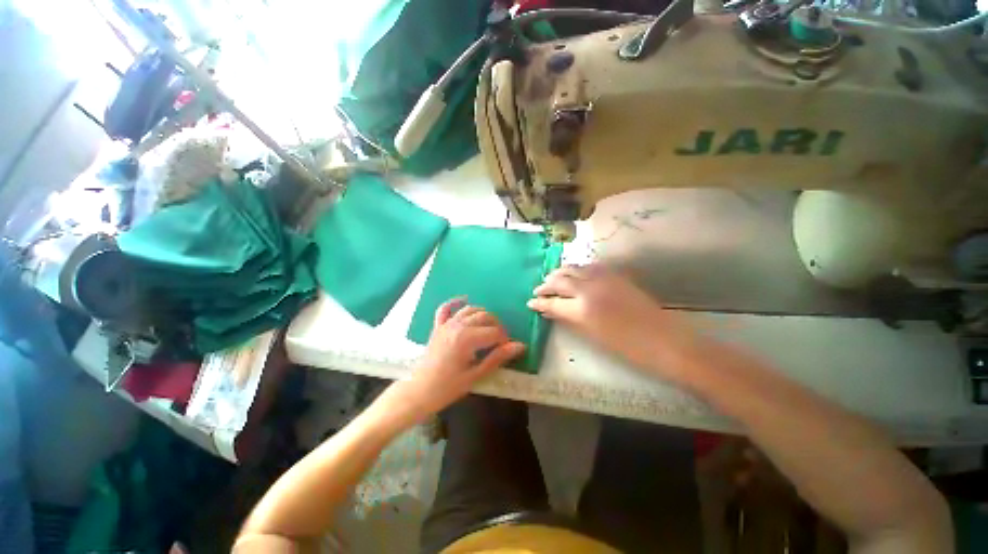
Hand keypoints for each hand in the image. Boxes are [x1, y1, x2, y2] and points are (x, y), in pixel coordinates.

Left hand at [383, 298, 524, 426]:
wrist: (420, 391)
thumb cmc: (448, 387)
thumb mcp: (476, 375)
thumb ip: (497, 358)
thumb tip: (519, 346)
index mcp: (467, 338)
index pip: (494, 332)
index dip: (505, 340)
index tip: (508, 349)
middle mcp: (457, 325)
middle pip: (484, 317)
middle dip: (497, 326)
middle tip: (501, 340)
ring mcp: (446, 324)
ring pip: (470, 310)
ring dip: (482, 314)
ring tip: (490, 325)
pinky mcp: (437, 327)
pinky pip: (445, 309)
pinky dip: (454, 302)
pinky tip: (464, 299)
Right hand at [528, 264, 693, 379]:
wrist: (665, 342)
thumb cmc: (627, 348)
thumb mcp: (592, 336)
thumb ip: (569, 319)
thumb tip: (552, 311)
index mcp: (582, 310)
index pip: (552, 303)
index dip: (539, 302)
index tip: (530, 302)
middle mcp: (589, 289)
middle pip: (560, 280)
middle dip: (545, 285)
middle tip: (538, 289)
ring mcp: (604, 279)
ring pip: (574, 268)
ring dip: (560, 273)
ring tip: (552, 278)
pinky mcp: (616, 275)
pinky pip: (591, 266)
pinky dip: (578, 269)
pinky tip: (575, 273)